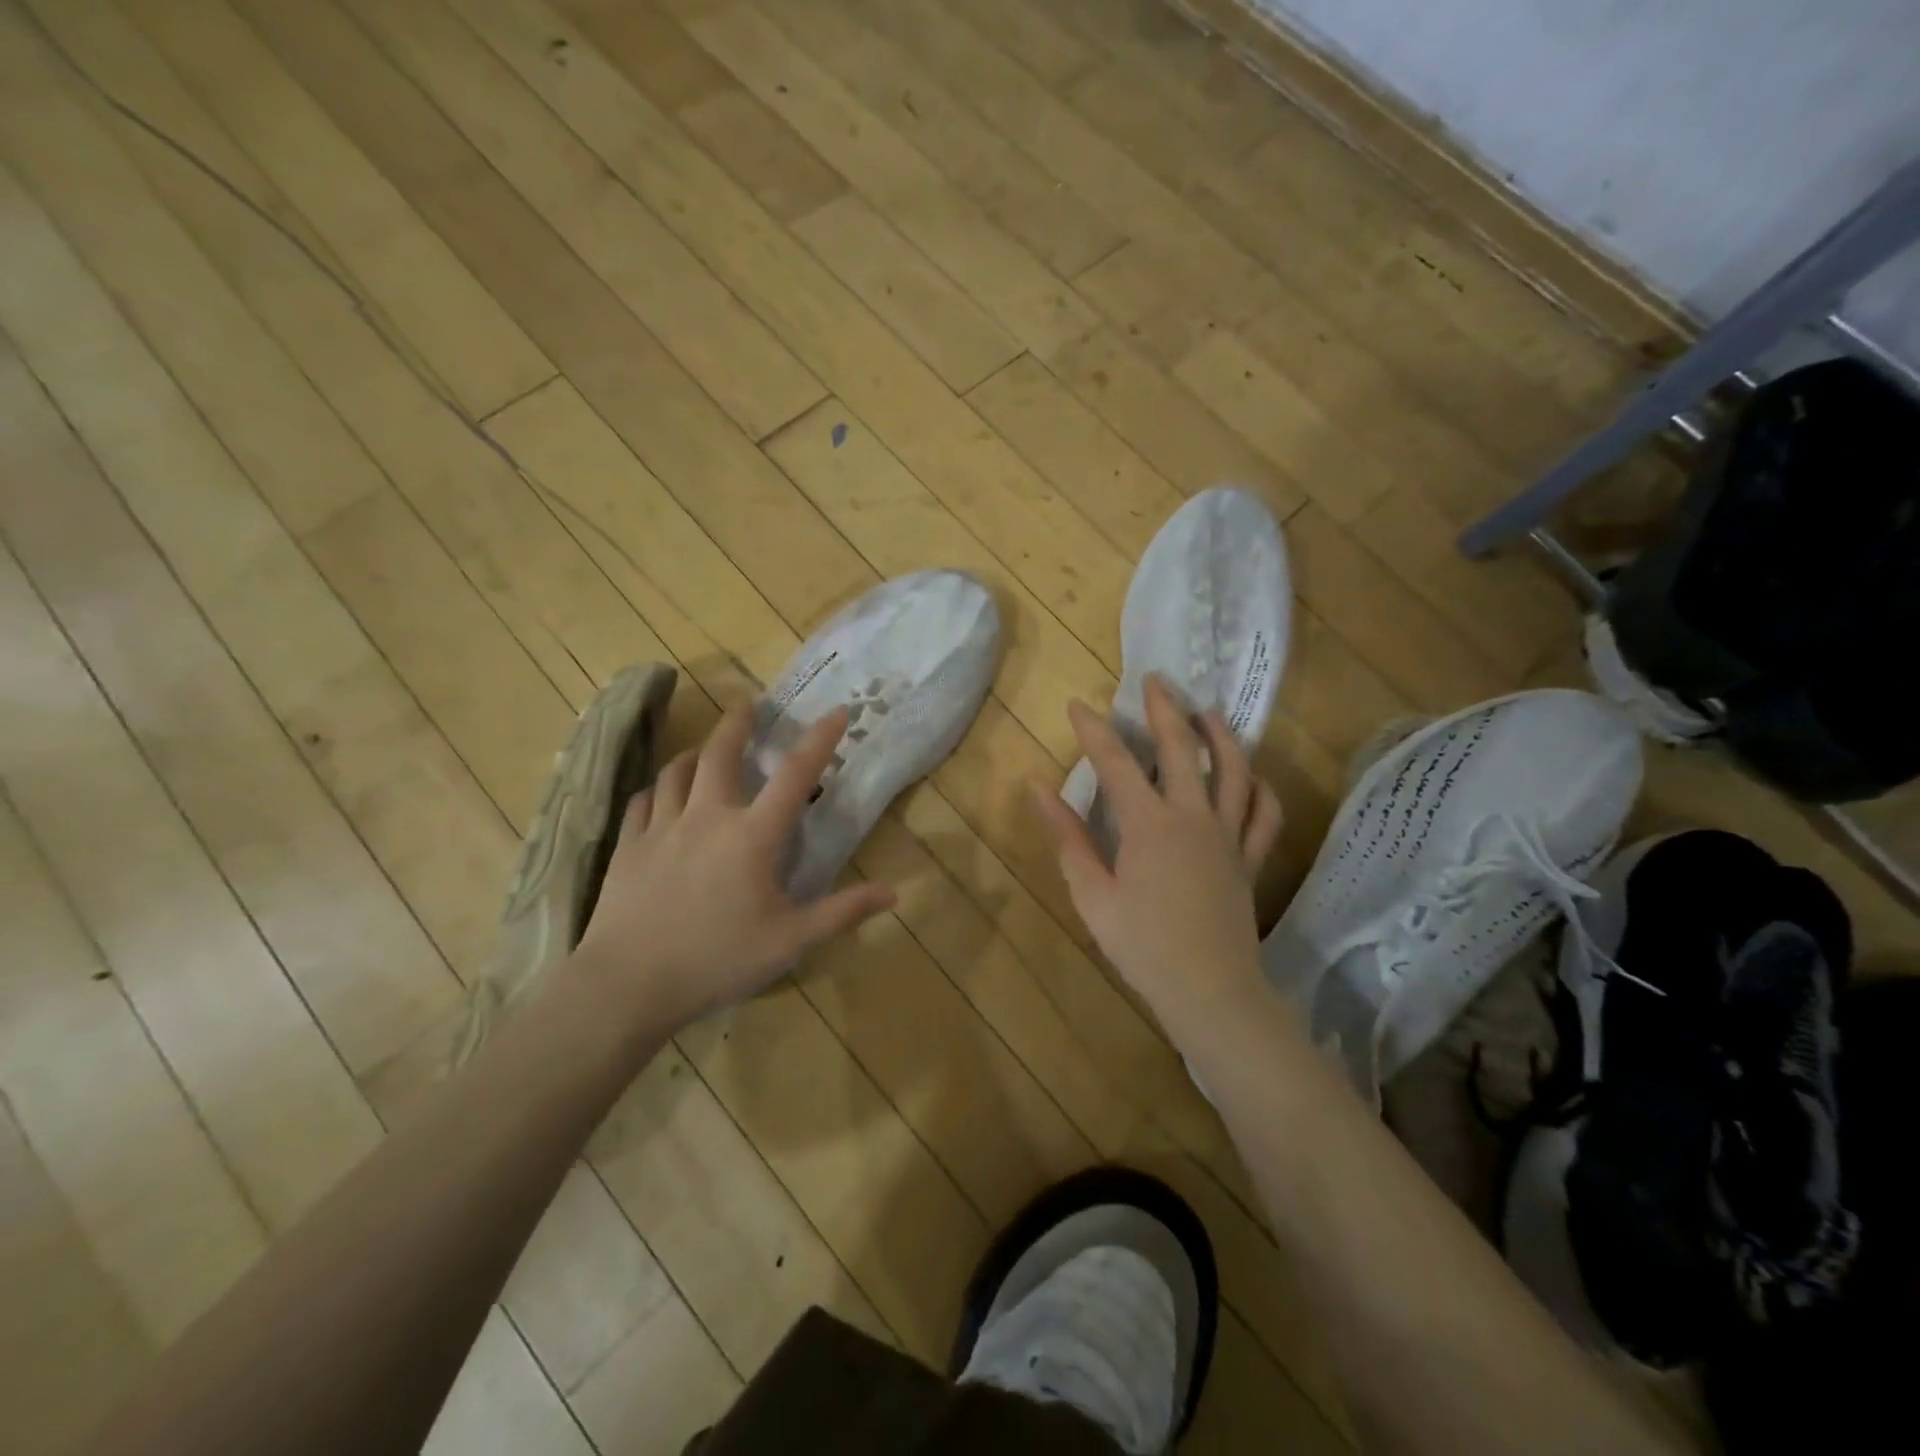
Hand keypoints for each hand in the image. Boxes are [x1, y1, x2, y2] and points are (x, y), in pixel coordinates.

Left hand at [571, 702, 894, 1030]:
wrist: (628, 983)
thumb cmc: (717, 960)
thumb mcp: (791, 942)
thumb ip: (842, 912)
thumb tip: (892, 892)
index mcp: (752, 836)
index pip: (795, 776)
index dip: (820, 740)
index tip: (838, 711)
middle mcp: (707, 817)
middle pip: (721, 754)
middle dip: (738, 723)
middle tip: (748, 703)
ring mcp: (661, 828)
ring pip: (677, 771)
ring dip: (696, 752)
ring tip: (705, 748)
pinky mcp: (628, 846)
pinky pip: (643, 801)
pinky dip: (658, 788)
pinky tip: (661, 793)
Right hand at [1031, 675, 1283, 1037]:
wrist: (1210, 991)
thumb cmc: (1142, 945)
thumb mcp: (1091, 893)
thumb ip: (1067, 837)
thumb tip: (1039, 789)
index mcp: (1149, 825)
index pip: (1116, 763)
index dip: (1094, 730)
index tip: (1078, 705)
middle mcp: (1193, 818)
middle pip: (1182, 750)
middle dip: (1165, 710)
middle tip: (1155, 681)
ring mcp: (1229, 836)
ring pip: (1234, 771)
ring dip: (1220, 735)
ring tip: (1207, 711)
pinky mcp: (1250, 858)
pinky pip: (1265, 814)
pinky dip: (1261, 788)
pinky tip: (1252, 775)